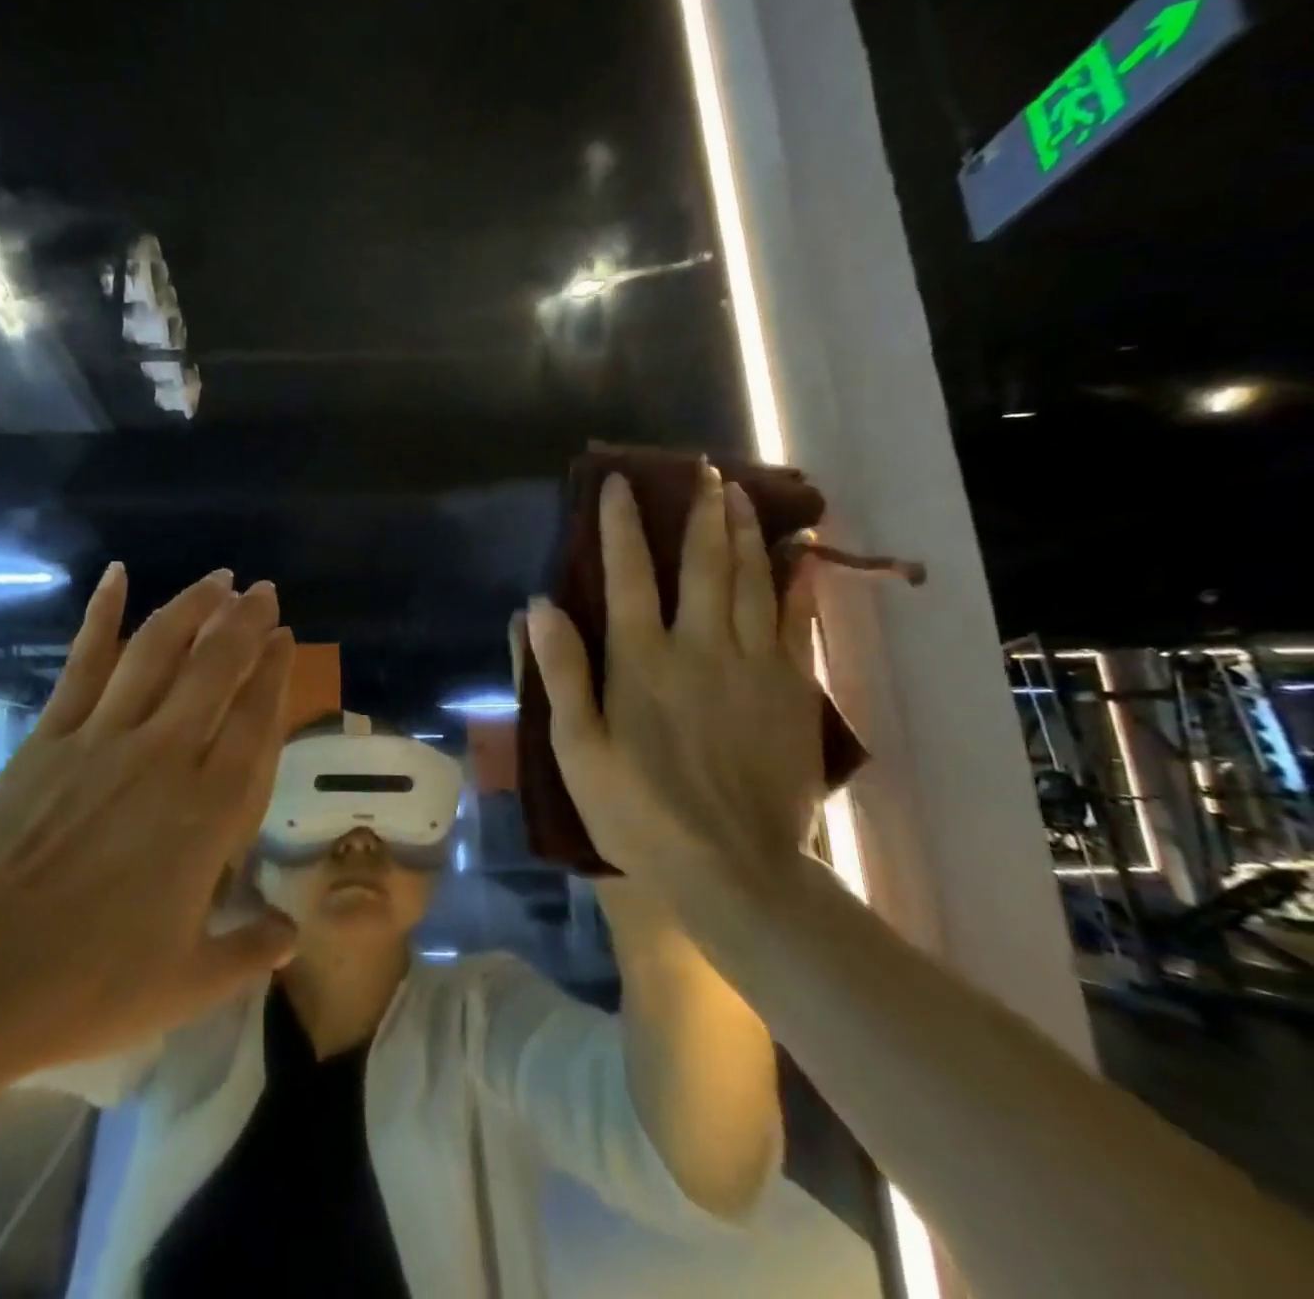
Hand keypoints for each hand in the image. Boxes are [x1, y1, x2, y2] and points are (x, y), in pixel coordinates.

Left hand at [0, 563, 298, 1078]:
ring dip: (192, 607)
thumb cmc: (90, 984)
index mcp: (208, 811)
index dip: (275, 673)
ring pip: (158, 652)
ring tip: (217, 579)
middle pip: (215, 670)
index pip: (255, 721)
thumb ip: (250, 951)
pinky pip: (83, 664)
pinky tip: (115, 575)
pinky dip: (101, 615)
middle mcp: (165, 757)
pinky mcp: (52, 736)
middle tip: (264, 591)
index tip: (287, 637)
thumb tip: (290, 933)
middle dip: (245, 623)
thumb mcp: (187, 983)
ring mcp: (104, 739)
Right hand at [524, 465, 821, 894]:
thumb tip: (538, 606)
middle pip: (702, 564)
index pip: (627, 574)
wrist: (734, 868)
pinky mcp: (791, 689)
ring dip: (745, 532)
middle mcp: (699, 646)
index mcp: (641, 660)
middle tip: (704, 470)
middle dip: (699, 512)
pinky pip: (796, 620)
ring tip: (742, 494)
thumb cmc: (639, 811)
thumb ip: (561, 674)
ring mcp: (752, 664)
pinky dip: (796, 581)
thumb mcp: (577, 750)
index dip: (619, 525)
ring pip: (751, 580)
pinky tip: (800, 553)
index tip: (619, 484)